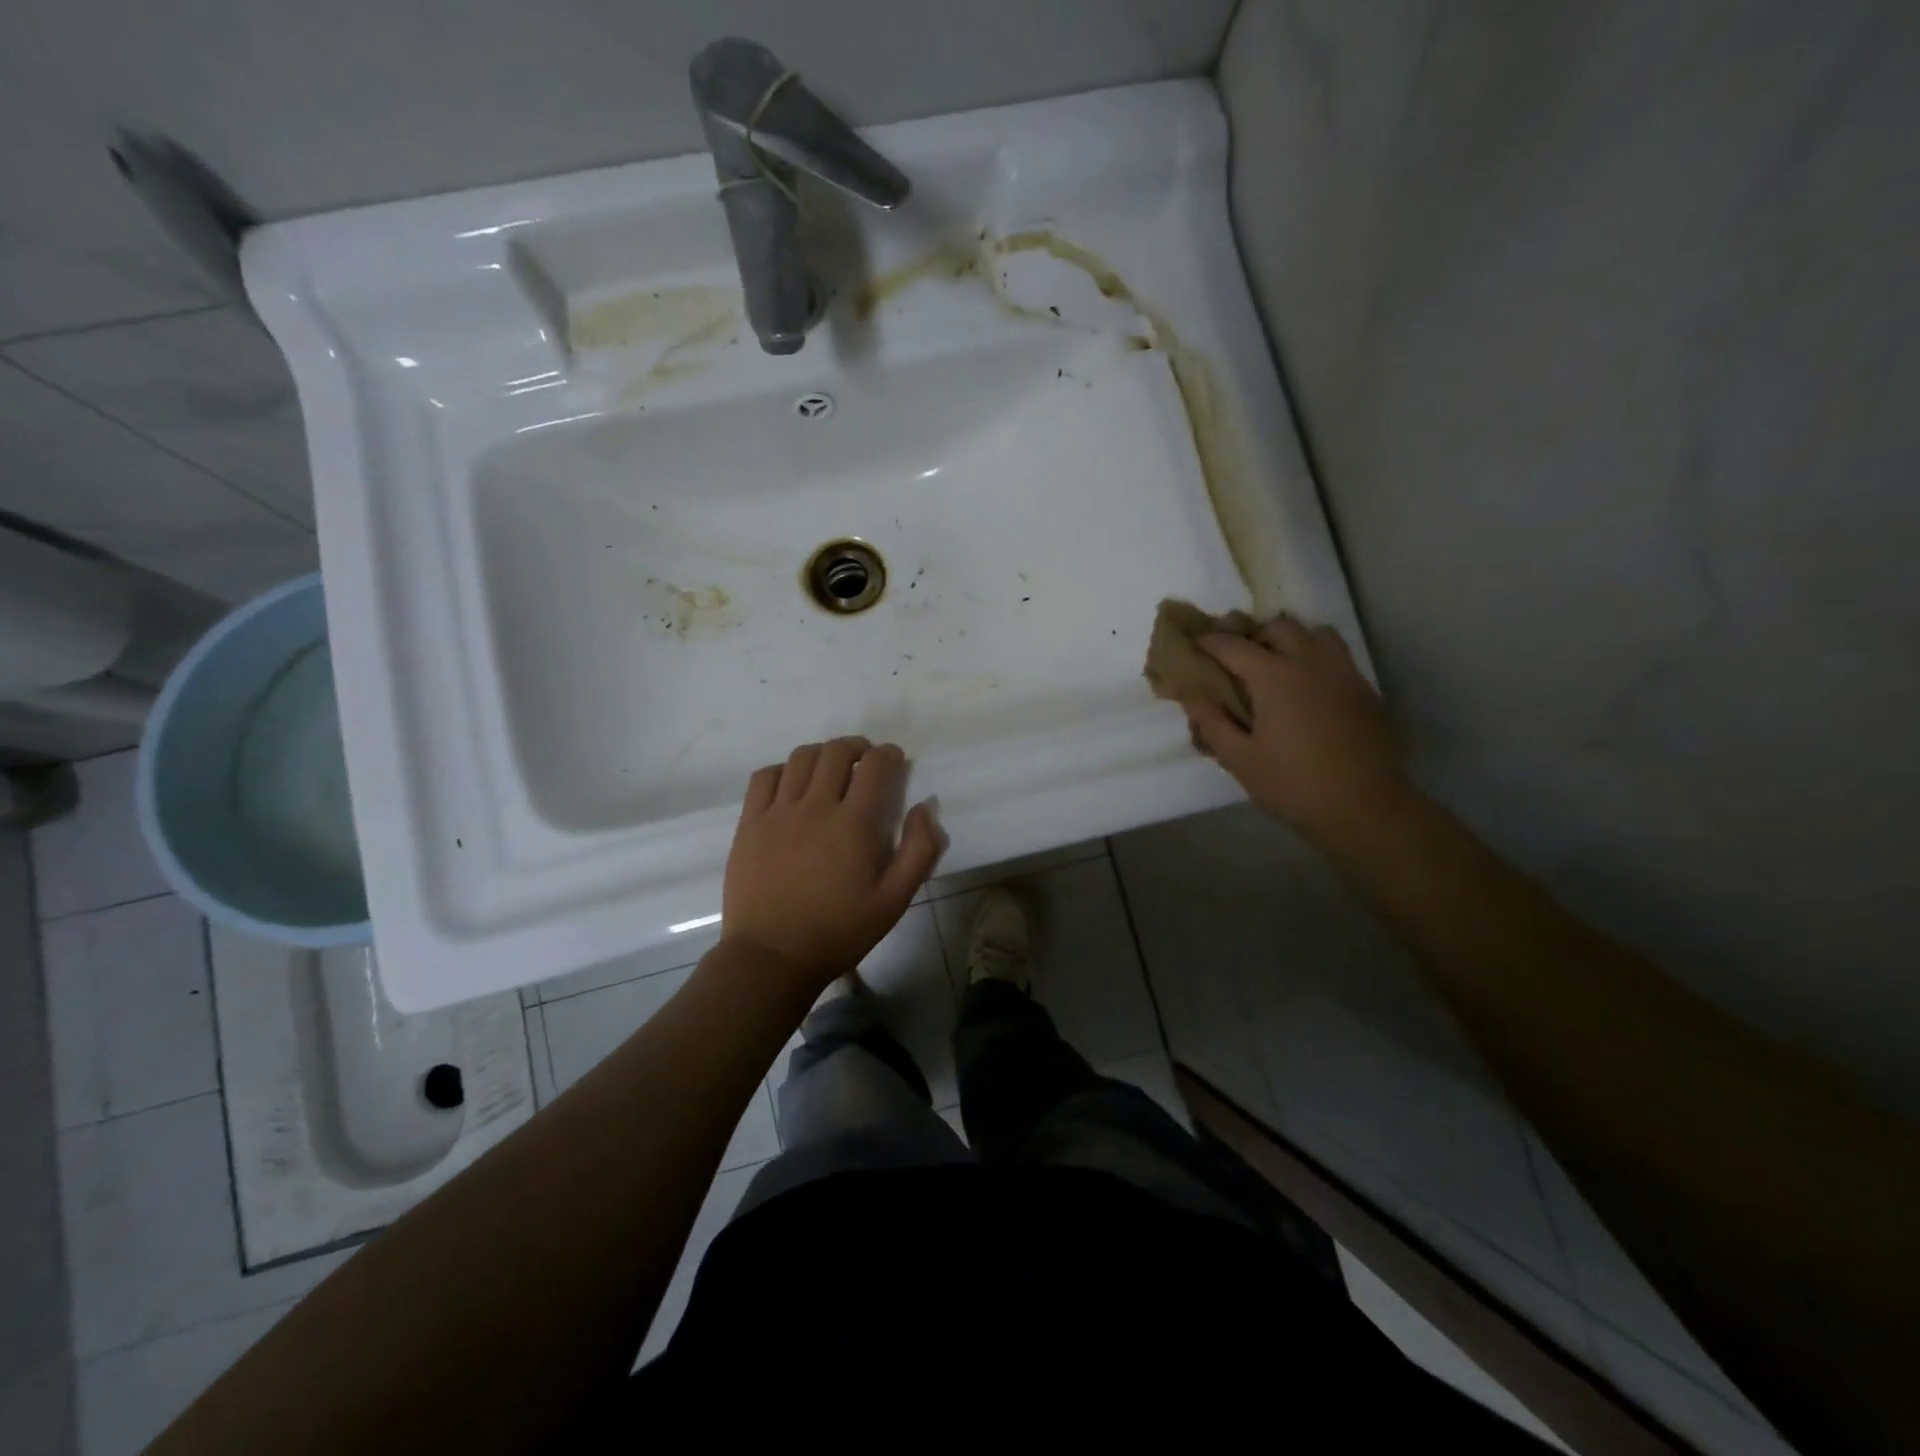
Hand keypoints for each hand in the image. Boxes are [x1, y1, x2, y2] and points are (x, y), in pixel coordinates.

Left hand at [721, 738, 943, 990]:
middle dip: (858, 748)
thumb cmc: (840, 931)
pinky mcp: (749, 823)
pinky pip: (765, 777)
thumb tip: (925, 807)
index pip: (875, 766)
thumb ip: (919, 850)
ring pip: (801, 757)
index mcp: (853, 823)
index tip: (894, 762)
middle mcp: (815, 806)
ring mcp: (777, 812)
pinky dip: (784, 770)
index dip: (889, 755)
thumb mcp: (895, 900)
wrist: (773, 957)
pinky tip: (792, 785)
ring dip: (823, 754)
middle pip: (837, 752)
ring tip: (831, 769)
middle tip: (866, 762)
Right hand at [1185, 617, 1404, 838]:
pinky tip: (1309, 686)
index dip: (1211, 642)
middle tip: (1238, 656)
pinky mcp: (1365, 691)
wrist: (1364, 808)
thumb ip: (1212, 723)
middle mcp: (1311, 664)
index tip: (1195, 643)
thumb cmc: (1293, 785)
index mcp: (1275, 678)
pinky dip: (1317, 657)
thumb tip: (1192, 696)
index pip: (1234, 646)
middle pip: (1279, 628)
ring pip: (1316, 633)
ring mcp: (1344, 674)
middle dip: (1254, 635)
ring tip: (1278, 661)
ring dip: (1292, 638)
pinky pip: (1338, 656)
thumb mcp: (1240, 760)